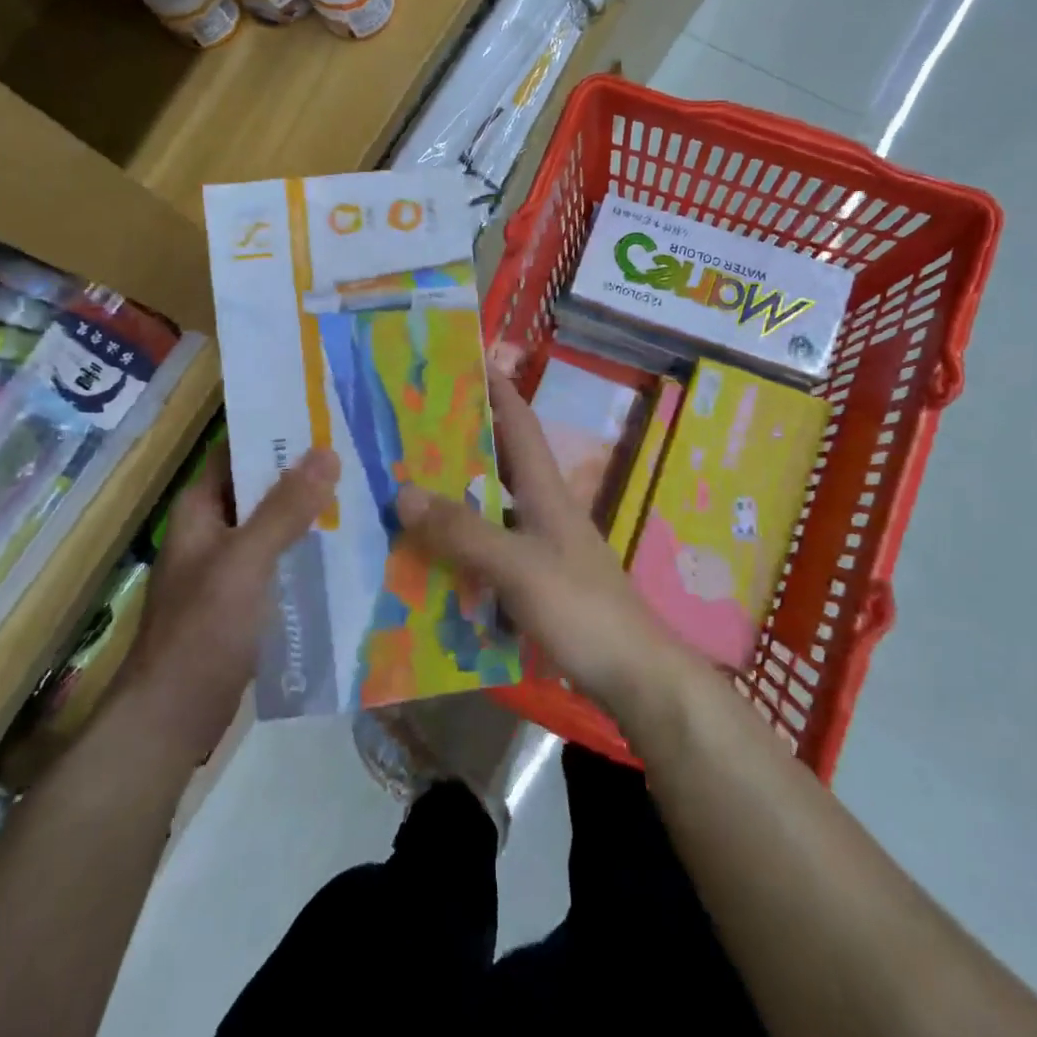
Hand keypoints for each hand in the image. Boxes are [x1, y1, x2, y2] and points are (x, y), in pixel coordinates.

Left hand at [124, 445, 339, 760]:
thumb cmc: (202, 631)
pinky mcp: (246, 598)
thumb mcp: (245, 562)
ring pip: (275, 524)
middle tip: (361, 452)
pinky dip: (309, 549)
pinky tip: (349, 547)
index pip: (240, 451)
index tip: (328, 417)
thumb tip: (327, 452)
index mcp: (201, 509)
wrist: (171, 720)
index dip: (279, 432)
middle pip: (263, 487)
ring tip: (366, 491)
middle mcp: (213, 529)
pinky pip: (282, 560)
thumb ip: (284, 509)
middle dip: (306, 472)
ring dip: (312, 511)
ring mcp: (229, 565)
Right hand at [393, 368, 685, 717]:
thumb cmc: (582, 609)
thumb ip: (463, 531)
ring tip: (402, 488)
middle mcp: (542, 509)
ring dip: (453, 497)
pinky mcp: (535, 582)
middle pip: (498, 461)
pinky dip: (460, 547)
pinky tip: (426, 558)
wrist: (634, 676)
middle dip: (460, 440)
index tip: (462, 360)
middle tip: (407, 428)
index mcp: (544, 490)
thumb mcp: (518, 566)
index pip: (519, 422)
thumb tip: (402, 491)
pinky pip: (488, 551)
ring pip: (489, 508)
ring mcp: (540, 547)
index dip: (495, 388)